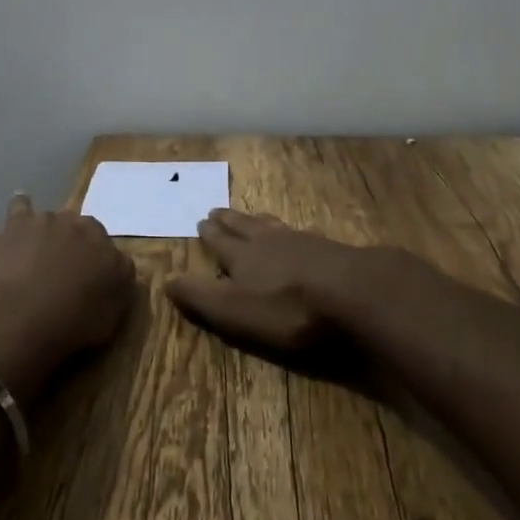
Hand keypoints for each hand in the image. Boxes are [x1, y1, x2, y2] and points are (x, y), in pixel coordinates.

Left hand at [0, 194, 135, 405]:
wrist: (26, 321)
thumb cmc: (78, 317)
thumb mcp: (116, 304)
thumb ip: (120, 278)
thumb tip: (119, 264)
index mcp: (92, 234)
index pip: (96, 233)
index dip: (91, 248)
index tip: (89, 265)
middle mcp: (58, 221)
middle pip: (62, 219)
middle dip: (60, 230)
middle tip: (58, 251)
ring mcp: (21, 228)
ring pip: (22, 209)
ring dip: (22, 207)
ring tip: (20, 201)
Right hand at [165, 208, 412, 355]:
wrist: (353, 291)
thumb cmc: (287, 307)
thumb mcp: (234, 310)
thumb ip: (201, 296)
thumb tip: (165, 279)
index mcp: (242, 256)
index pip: (220, 241)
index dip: (209, 234)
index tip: (201, 221)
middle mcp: (269, 242)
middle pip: (245, 226)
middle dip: (230, 220)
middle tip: (217, 210)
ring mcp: (302, 242)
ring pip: (272, 226)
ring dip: (258, 221)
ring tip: (253, 217)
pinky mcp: (330, 250)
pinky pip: (302, 234)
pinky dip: (292, 232)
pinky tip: (299, 234)